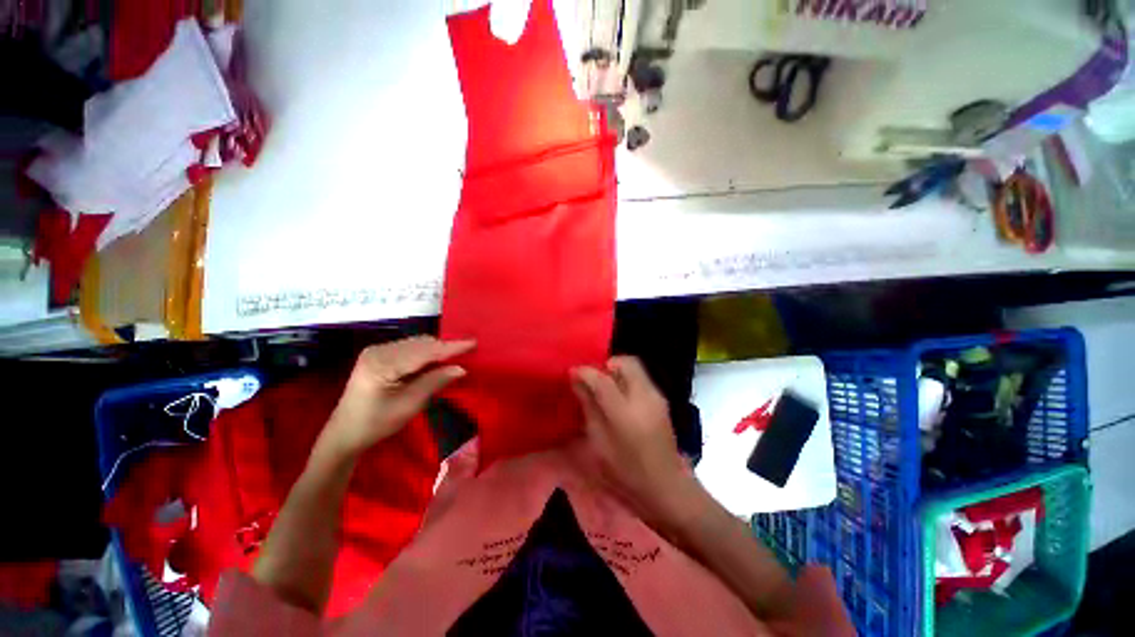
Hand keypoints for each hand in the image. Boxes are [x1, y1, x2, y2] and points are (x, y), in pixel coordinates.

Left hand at [317, 336, 474, 461]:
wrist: (344, 434)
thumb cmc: (376, 424)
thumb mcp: (409, 405)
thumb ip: (435, 382)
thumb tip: (461, 368)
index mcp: (382, 363)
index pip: (424, 351)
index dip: (450, 347)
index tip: (473, 343)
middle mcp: (379, 350)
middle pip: (421, 343)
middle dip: (445, 347)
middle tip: (468, 353)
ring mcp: (377, 350)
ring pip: (417, 343)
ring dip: (436, 350)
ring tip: (455, 357)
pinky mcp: (379, 354)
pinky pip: (409, 348)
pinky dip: (425, 353)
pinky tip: (435, 361)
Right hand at [570, 357, 699, 529]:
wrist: (666, 485)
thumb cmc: (627, 471)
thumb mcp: (599, 443)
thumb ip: (589, 407)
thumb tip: (577, 382)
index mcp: (624, 412)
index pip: (602, 380)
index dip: (585, 372)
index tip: (572, 372)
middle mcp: (644, 397)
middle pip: (625, 362)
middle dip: (606, 365)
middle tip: (593, 380)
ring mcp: (656, 396)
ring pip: (635, 367)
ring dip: (617, 371)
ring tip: (605, 388)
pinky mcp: (661, 399)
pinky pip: (641, 377)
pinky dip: (627, 378)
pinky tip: (619, 396)